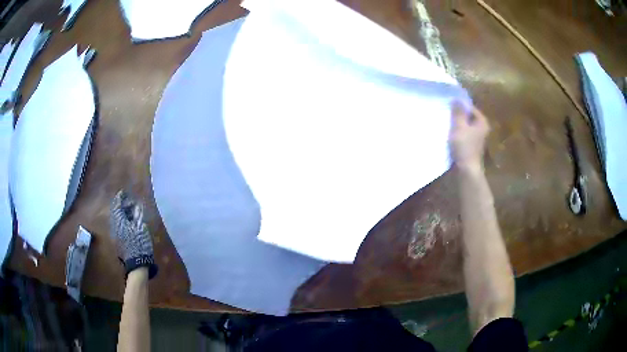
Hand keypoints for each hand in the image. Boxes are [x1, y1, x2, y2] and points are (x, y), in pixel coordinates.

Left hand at [110, 190, 157, 278]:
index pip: (117, 205)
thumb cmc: (139, 245)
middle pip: (115, 212)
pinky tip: (129, 222)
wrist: (136, 264)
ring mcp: (116, 234)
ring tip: (130, 212)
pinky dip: (122, 220)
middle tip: (130, 203)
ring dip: (122, 213)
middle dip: (122, 205)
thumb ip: (138, 216)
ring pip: (116, 219)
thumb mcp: (141, 228)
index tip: (124, 192)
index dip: (120, 198)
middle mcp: (115, 226)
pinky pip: (118, 225)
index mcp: (120, 221)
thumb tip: (137, 205)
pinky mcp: (118, 240)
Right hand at [449, 103, 489, 172]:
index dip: (459, 106)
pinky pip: (463, 135)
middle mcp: (481, 128)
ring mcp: (476, 138)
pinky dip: (456, 134)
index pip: (469, 107)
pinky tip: (448, 134)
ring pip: (464, 126)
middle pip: (467, 117)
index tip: (448, 106)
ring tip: (445, 123)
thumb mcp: (459, 126)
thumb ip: (458, 112)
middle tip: (445, 113)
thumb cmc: (464, 147)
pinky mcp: (471, 146)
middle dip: (457, 115)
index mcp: (482, 122)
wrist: (466, 171)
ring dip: (456, 125)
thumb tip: (456, 98)